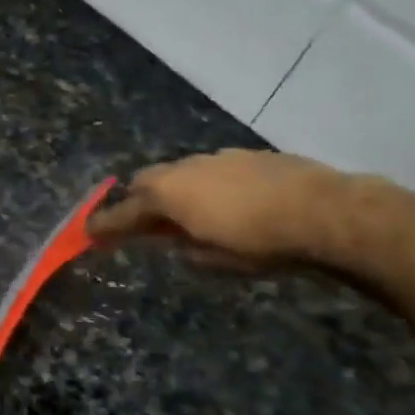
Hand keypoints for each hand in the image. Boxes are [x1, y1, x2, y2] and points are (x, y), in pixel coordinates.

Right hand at [86, 149, 353, 270]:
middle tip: (141, 225)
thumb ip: (183, 246)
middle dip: (138, 202)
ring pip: (180, 173)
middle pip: (146, 182)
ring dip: (174, 192)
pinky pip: (210, 171)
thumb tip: (176, 240)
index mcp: (168, 194)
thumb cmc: (259, 242)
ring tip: (187, 216)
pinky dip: (205, 187)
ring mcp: (217, 158)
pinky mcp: (248, 156)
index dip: (104, 225)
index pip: (123, 211)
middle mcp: (185, 168)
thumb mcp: (211, 258)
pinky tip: (226, 205)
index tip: (88, 234)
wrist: (327, 212)